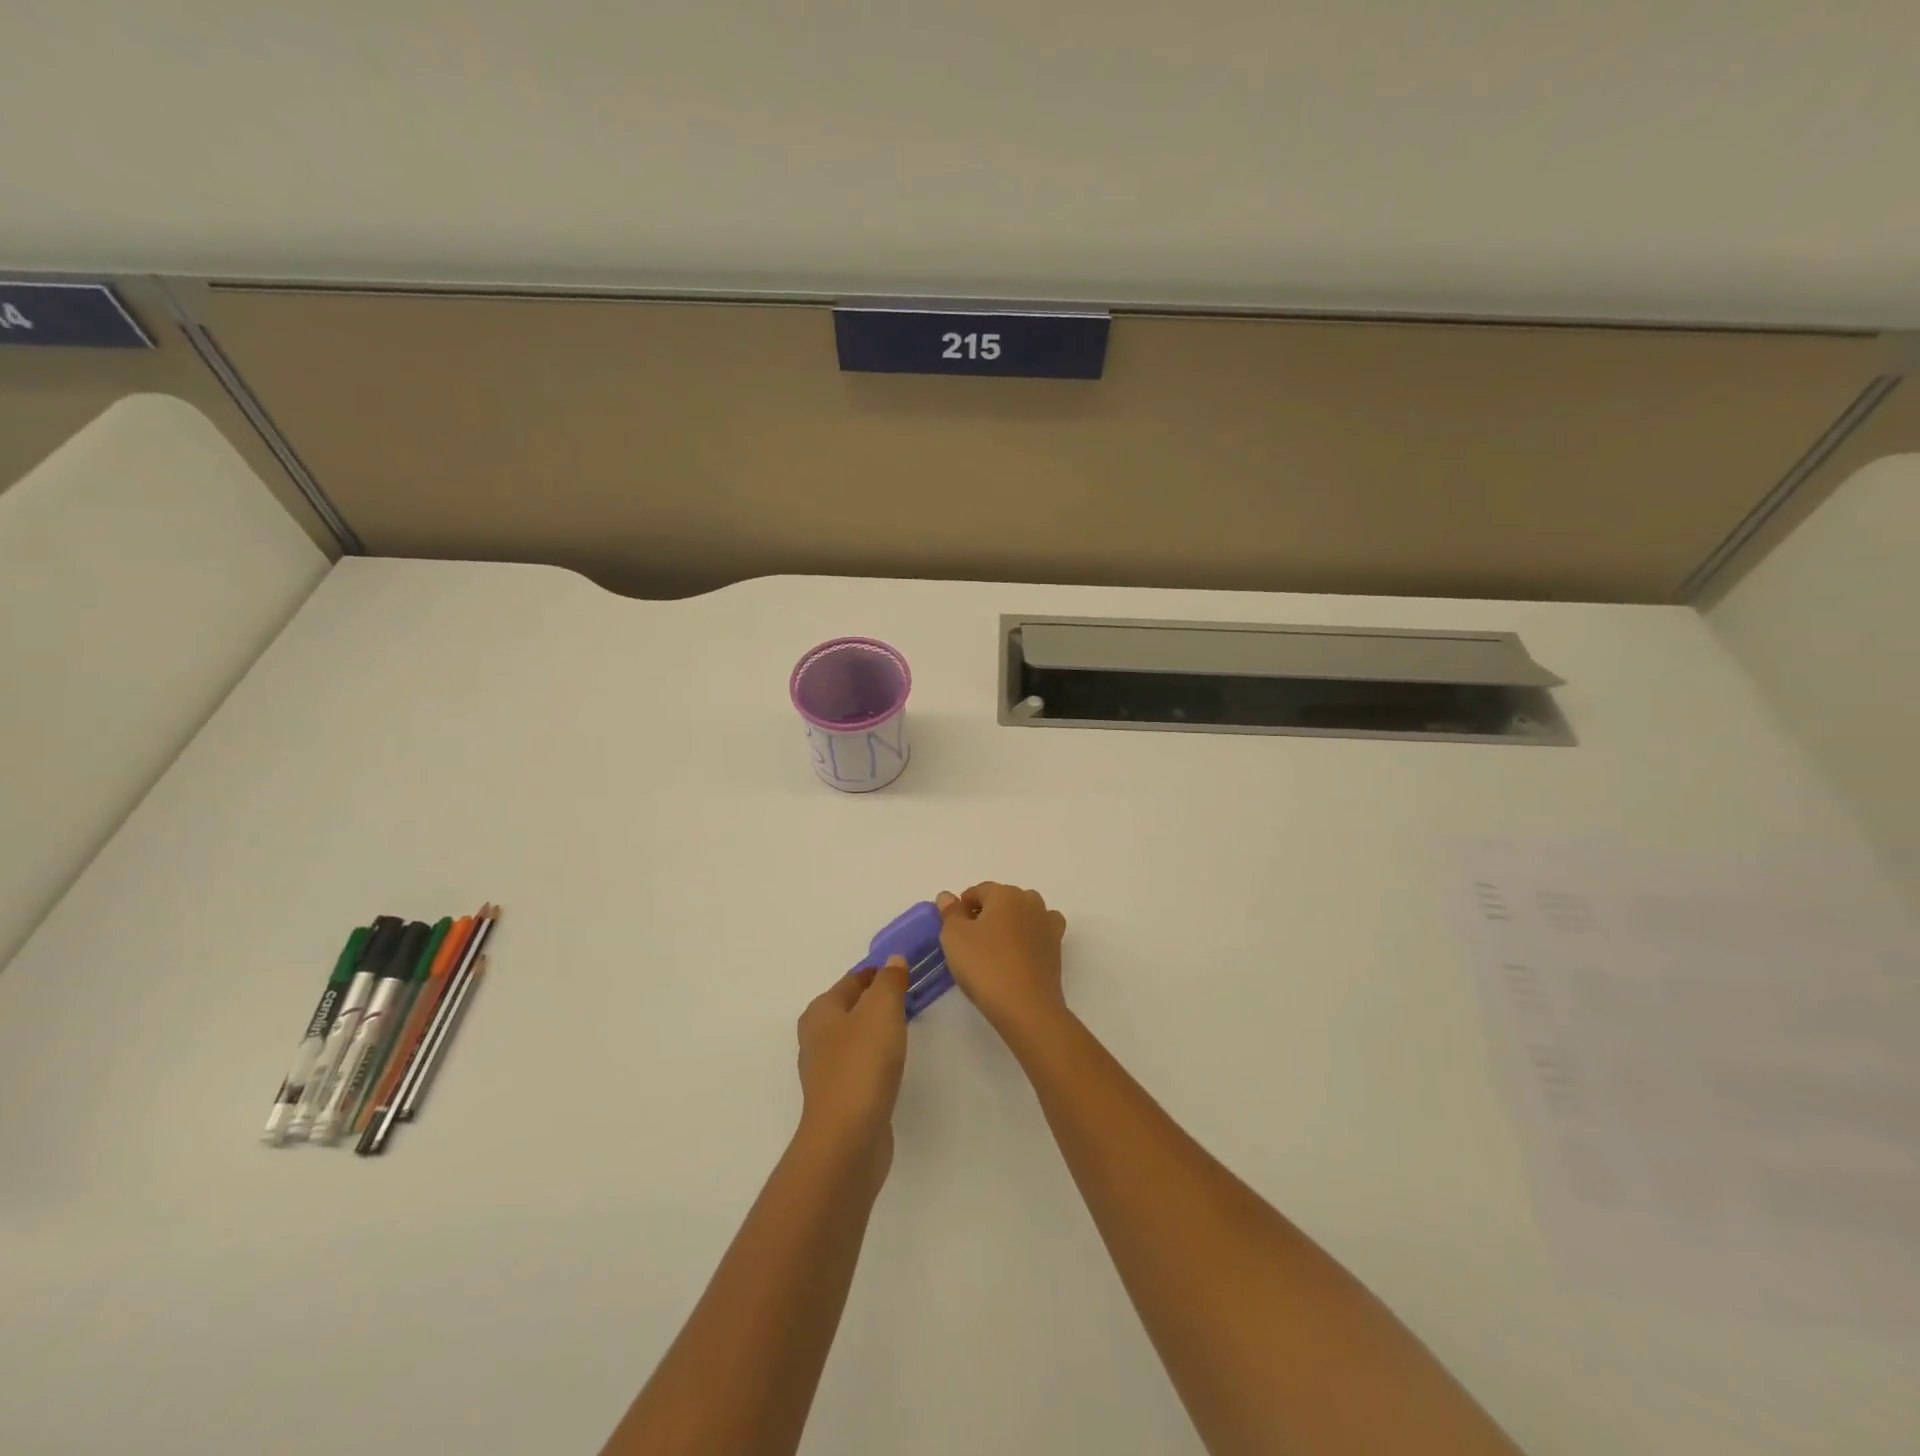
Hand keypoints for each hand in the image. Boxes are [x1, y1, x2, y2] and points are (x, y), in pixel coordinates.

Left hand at [795, 957, 909, 1164]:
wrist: (848, 1138)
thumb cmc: (862, 1063)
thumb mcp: (881, 1010)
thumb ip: (889, 982)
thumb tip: (893, 961)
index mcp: (821, 1011)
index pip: (853, 980)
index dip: (879, 973)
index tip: (906, 972)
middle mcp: (817, 1037)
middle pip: (852, 1008)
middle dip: (877, 1001)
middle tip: (910, 998)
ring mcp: (826, 1070)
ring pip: (856, 1037)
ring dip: (877, 1030)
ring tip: (906, 1028)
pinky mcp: (840, 1098)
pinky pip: (861, 1065)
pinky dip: (877, 1059)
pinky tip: (893, 1065)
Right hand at [936, 882, 1068, 1037]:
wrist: (1026, 1006)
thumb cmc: (985, 966)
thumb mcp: (954, 937)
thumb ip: (950, 912)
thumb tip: (947, 896)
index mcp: (1005, 894)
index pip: (979, 891)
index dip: (963, 907)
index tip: (953, 929)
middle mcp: (1030, 901)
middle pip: (1003, 900)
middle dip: (986, 914)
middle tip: (971, 941)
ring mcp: (1047, 923)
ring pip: (1023, 914)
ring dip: (1009, 924)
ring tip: (995, 949)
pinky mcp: (1057, 947)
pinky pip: (1039, 933)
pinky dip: (1029, 938)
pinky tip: (1018, 955)